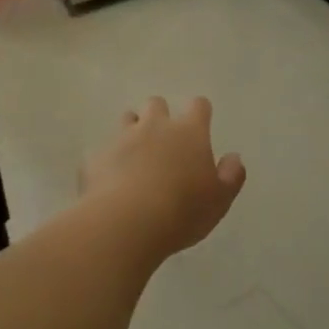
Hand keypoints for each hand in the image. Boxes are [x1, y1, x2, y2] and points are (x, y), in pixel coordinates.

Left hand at [82, 97, 246, 259]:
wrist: (126, 223)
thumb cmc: (182, 211)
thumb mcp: (219, 200)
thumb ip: (230, 176)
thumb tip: (233, 158)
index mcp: (189, 132)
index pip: (198, 106)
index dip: (200, 112)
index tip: (200, 125)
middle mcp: (154, 126)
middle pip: (156, 104)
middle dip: (160, 116)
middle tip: (164, 142)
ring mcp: (121, 138)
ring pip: (127, 119)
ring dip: (132, 131)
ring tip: (136, 157)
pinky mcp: (95, 157)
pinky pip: (103, 151)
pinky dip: (109, 161)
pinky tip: (111, 182)